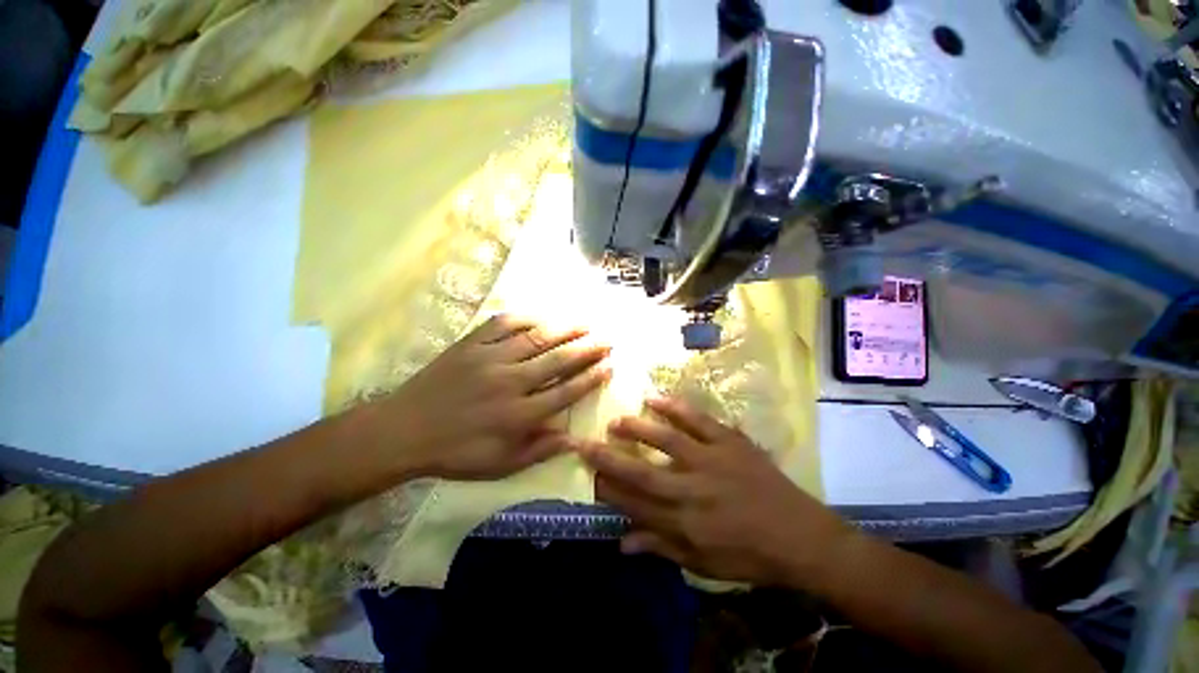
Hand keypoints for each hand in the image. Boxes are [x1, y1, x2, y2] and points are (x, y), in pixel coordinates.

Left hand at [358, 314, 610, 480]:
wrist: (403, 431)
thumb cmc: (456, 453)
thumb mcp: (500, 465)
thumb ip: (539, 451)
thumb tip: (574, 439)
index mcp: (518, 414)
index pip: (566, 392)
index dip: (591, 378)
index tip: (609, 366)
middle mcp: (510, 382)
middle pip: (558, 360)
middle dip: (587, 349)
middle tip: (607, 340)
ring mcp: (490, 358)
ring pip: (536, 338)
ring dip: (564, 330)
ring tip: (585, 324)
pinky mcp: (471, 344)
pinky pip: (503, 324)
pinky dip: (526, 318)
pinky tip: (541, 317)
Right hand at [579, 398, 851, 587]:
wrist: (801, 537)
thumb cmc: (750, 556)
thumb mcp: (704, 565)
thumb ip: (661, 549)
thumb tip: (622, 543)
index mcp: (685, 524)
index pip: (635, 505)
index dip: (608, 489)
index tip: (588, 475)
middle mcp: (693, 491)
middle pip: (642, 473)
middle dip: (608, 458)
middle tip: (584, 443)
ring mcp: (712, 461)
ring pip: (666, 441)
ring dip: (637, 430)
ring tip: (615, 421)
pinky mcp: (730, 442)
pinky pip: (699, 421)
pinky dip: (676, 408)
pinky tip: (655, 399)